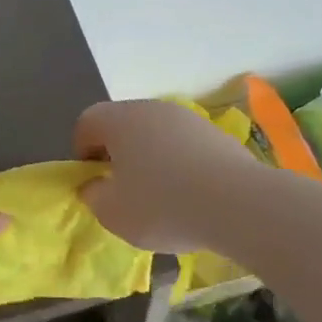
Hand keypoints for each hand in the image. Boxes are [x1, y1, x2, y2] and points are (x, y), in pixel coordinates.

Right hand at [74, 99, 255, 250]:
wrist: (239, 203)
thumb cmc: (163, 205)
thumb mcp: (113, 213)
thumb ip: (93, 196)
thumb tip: (94, 185)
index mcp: (119, 120)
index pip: (87, 122)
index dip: (82, 152)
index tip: (94, 181)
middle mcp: (151, 109)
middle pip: (122, 124)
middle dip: (117, 153)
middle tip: (123, 189)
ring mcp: (186, 118)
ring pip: (155, 133)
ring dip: (150, 158)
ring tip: (161, 195)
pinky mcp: (215, 133)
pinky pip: (184, 145)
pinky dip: (180, 164)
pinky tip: (191, 195)